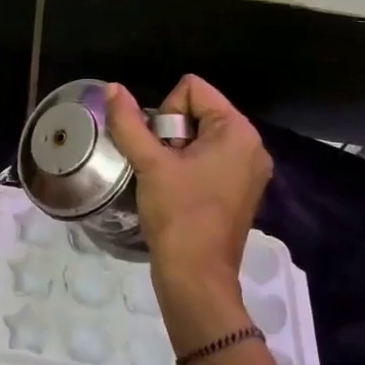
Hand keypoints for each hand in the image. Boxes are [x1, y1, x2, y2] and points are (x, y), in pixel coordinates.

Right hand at [106, 76, 272, 349]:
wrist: (196, 277)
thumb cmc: (177, 214)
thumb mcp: (149, 163)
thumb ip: (129, 122)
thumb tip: (113, 88)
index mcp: (238, 131)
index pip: (193, 89)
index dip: (167, 113)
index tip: (162, 149)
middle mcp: (252, 145)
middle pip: (198, 110)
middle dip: (171, 133)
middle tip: (163, 167)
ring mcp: (249, 170)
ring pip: (201, 136)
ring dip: (176, 151)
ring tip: (168, 181)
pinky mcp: (241, 190)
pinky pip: (210, 158)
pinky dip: (189, 167)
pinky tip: (178, 191)